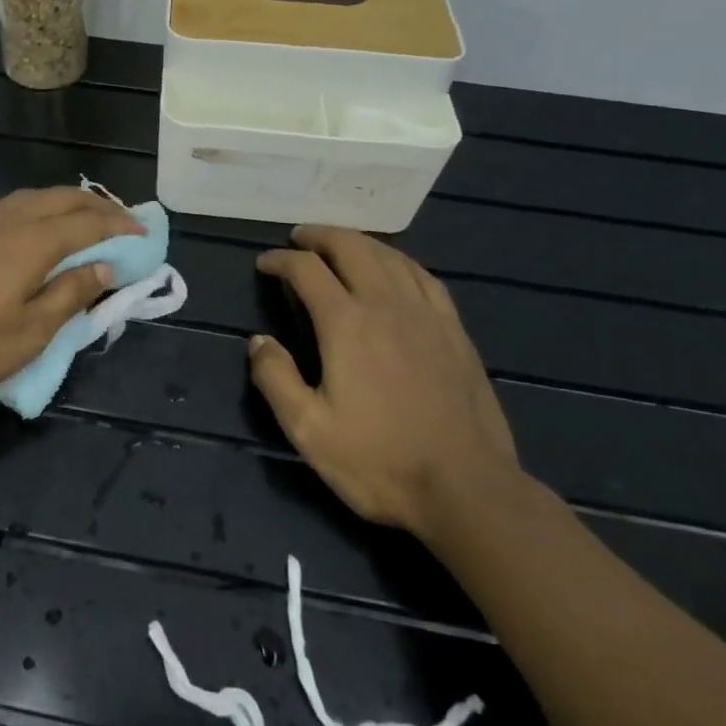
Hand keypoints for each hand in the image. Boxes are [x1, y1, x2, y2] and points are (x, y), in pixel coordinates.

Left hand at [0, 187, 142, 404]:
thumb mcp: (28, 334)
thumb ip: (69, 295)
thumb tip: (103, 268)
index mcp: (31, 243)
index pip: (87, 225)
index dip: (119, 227)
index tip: (145, 233)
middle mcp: (9, 221)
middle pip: (63, 199)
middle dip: (99, 205)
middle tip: (125, 220)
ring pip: (36, 197)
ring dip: (69, 202)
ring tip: (90, 217)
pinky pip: (14, 206)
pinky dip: (42, 207)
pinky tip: (40, 226)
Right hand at [251, 226, 518, 536]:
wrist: (466, 490)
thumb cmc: (379, 461)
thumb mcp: (308, 430)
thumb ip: (275, 379)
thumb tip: (258, 341)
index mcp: (346, 324)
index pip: (306, 270)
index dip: (280, 260)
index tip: (264, 263)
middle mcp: (386, 305)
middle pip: (351, 247)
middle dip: (320, 236)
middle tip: (299, 238)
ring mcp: (426, 315)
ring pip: (390, 256)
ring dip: (358, 242)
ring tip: (340, 244)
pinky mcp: (455, 331)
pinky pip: (424, 277)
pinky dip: (400, 261)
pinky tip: (395, 268)